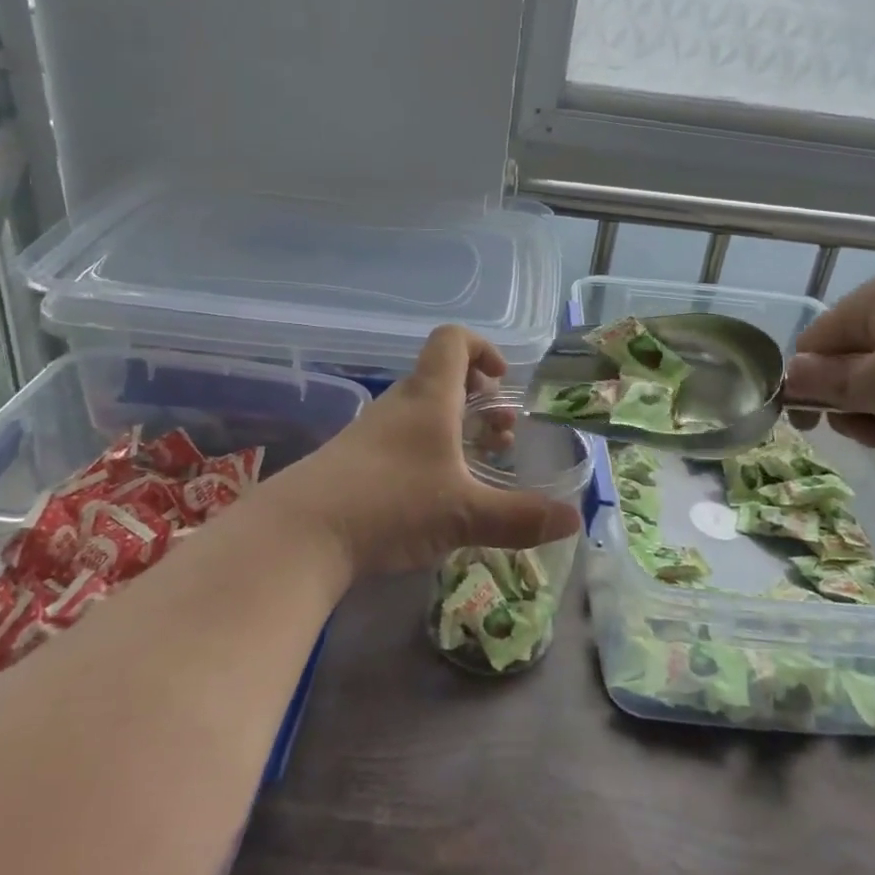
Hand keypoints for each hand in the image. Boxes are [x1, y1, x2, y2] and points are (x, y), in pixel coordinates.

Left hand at [264, 326, 583, 577]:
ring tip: (477, 465)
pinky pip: (401, 440)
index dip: (483, 349)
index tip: (503, 382)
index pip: (453, 340)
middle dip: (478, 399)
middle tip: (502, 434)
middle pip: (441, 377)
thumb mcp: (465, 514)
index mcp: (429, 397)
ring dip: (454, 428)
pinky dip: (428, 452)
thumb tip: (574, 519)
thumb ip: (521, 517)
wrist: (300, 534)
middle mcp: (400, 405)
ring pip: (422, 412)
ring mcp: (372, 433)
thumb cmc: (391, 504)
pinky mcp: (354, 461)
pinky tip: (436, 495)